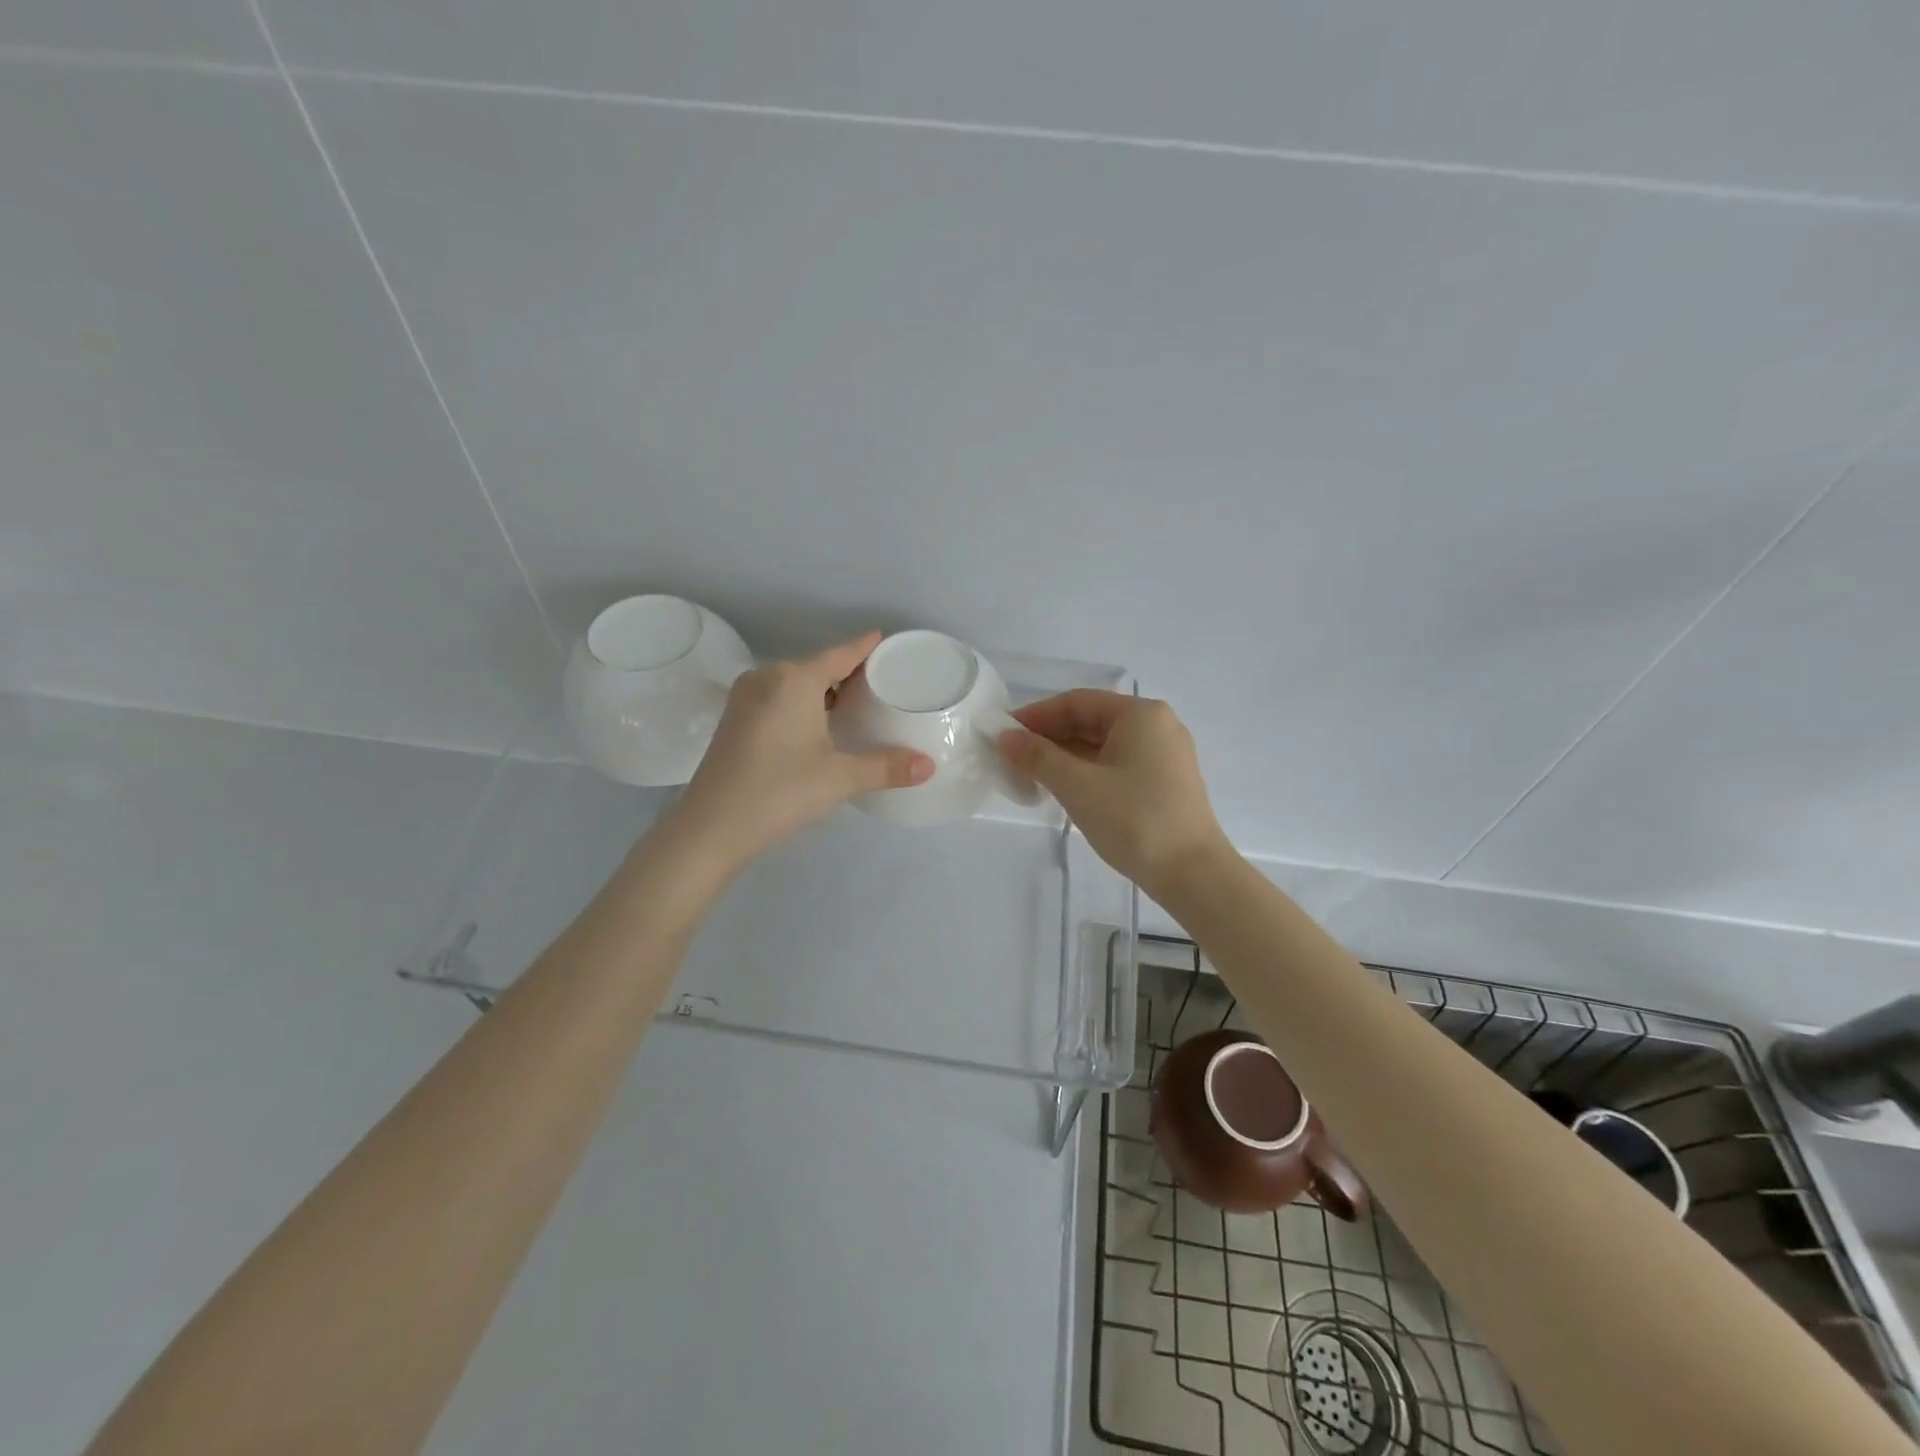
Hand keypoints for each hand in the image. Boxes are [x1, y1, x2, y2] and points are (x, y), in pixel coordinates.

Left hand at [669, 632, 933, 866]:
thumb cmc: (780, 791)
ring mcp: (746, 698)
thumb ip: (886, 767)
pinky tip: (818, 724)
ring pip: (795, 683)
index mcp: (793, 679)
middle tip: (881, 684)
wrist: (711, 827)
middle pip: (817, 666)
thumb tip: (930, 766)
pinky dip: (802, 703)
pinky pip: (778, 698)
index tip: (885, 639)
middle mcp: (767, 678)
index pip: (840, 654)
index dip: (864, 647)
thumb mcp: (840, 778)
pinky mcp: (735, 719)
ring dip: (823, 690)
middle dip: (848, 673)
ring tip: (855, 705)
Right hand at [997, 690, 1227, 893]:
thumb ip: (1038, 757)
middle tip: (1013, 756)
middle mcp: (1157, 726)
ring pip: (1104, 745)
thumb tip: (1005, 737)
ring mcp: (1165, 755)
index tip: (1004, 734)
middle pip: (1092, 720)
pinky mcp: (1166, 782)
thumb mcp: (1078, 786)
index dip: (1037, 715)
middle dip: (1050, 737)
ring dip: (1066, 756)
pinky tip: (1065, 789)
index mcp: (1140, 715)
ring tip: (1031, 774)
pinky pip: (1118, 764)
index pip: (1077, 702)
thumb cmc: (1134, 820)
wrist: (1193, 874)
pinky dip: (1088, 771)